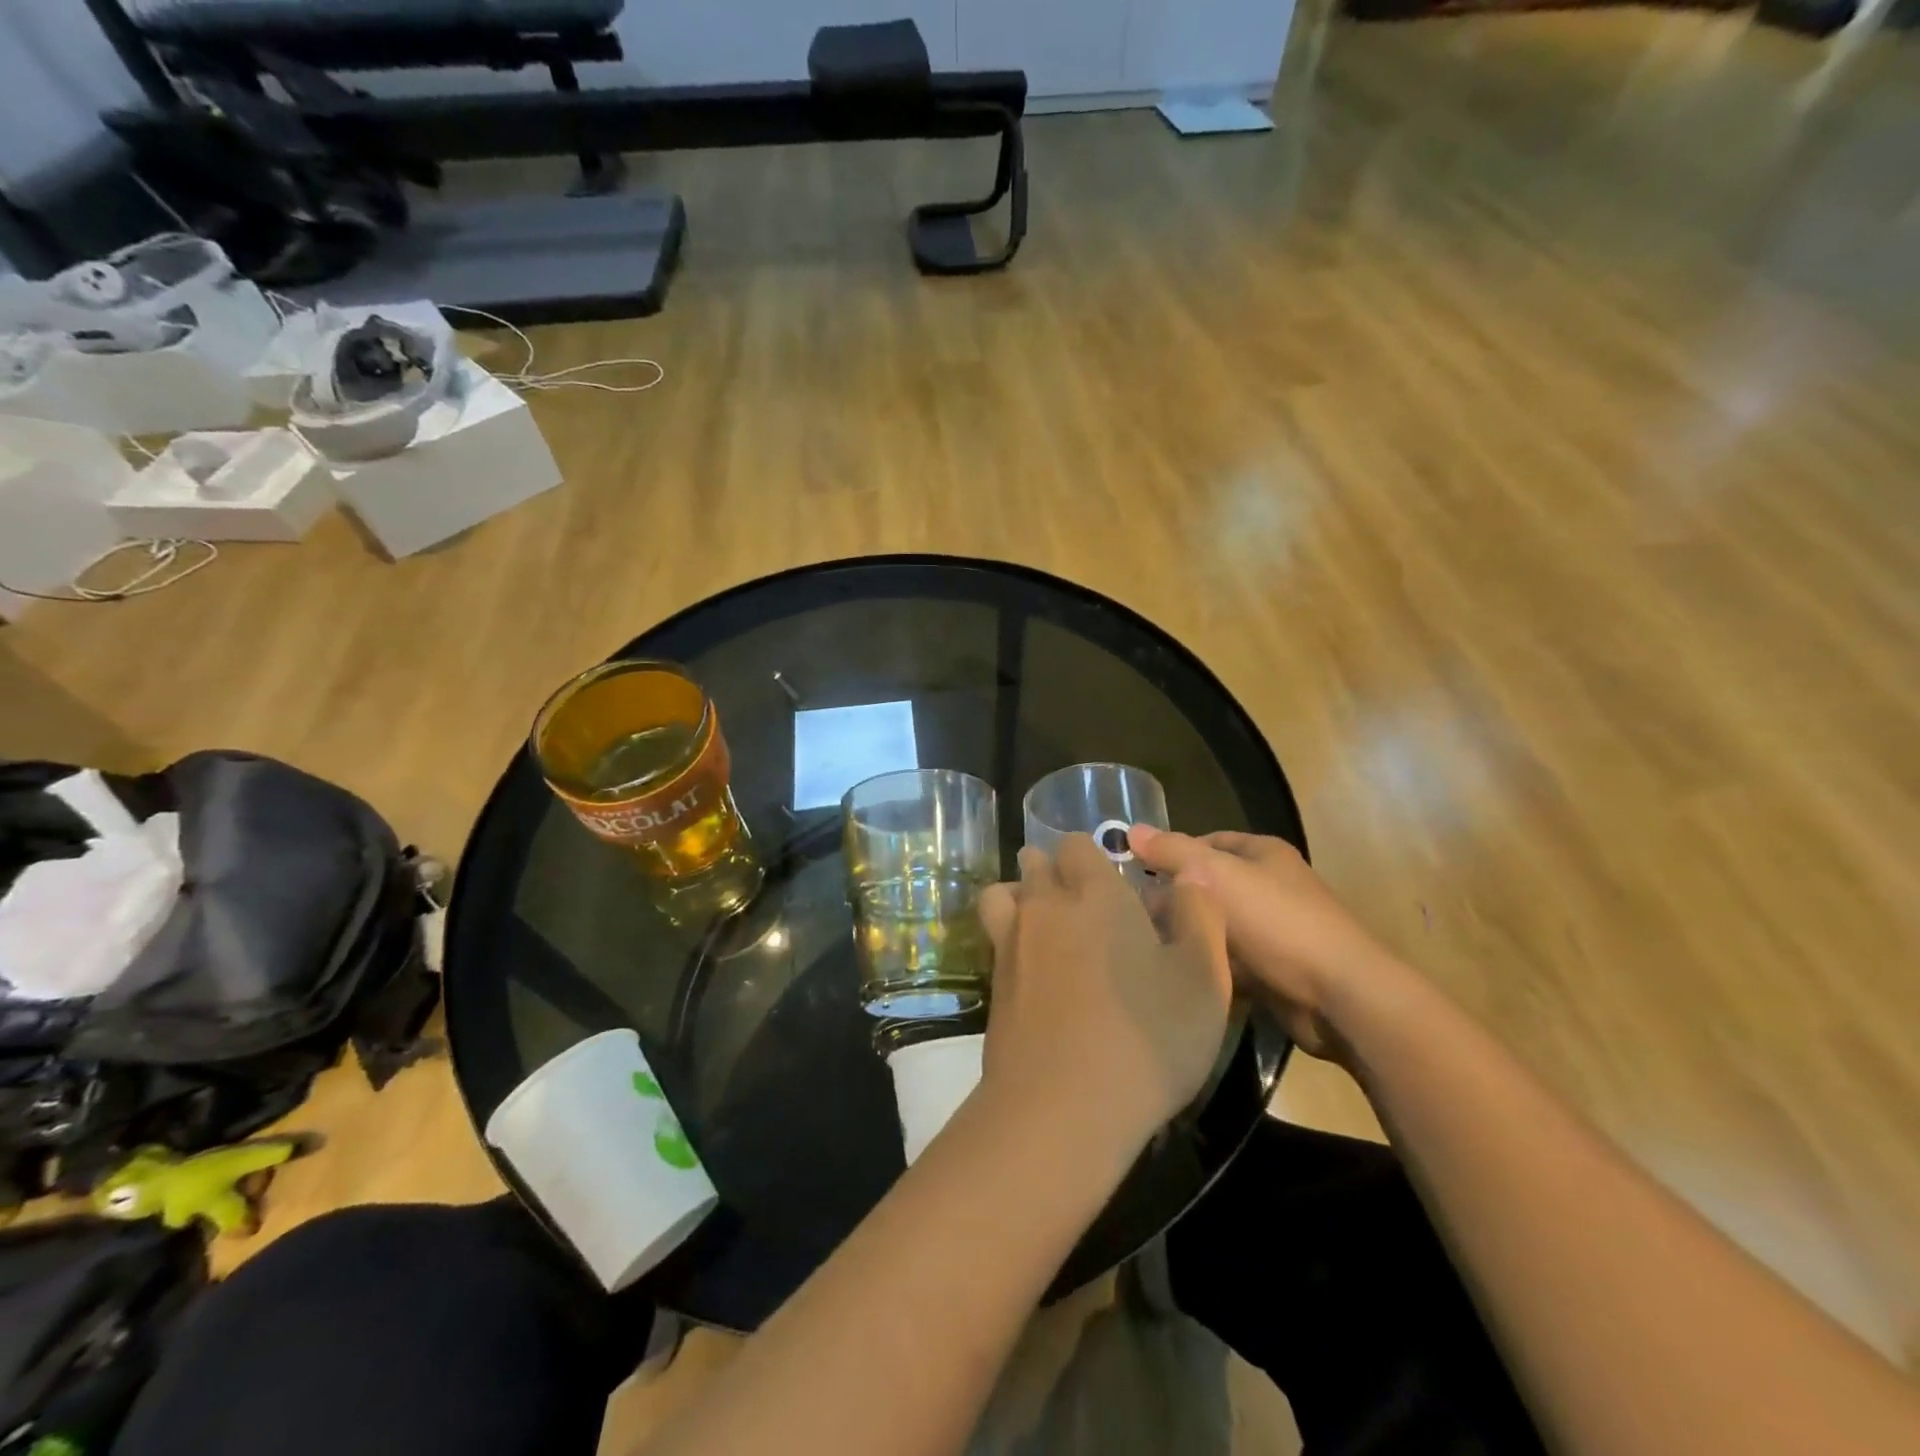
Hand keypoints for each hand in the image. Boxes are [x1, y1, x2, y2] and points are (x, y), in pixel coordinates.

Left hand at [977, 835, 1231, 1157]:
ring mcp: (1010, 942)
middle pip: (1035, 862)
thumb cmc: (1147, 1037)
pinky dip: (1009, 939)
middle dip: (1054, 870)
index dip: (1093, 856)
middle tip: (1085, 906)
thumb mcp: (1203, 980)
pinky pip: (994, 938)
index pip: (1077, 844)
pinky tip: (1034, 972)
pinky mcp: (993, 982)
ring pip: (1003, 893)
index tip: (1114, 883)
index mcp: (1096, 894)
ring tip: (1048, 927)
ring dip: (1020, 896)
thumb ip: (1200, 917)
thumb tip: (1190, 877)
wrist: (1063, 1104)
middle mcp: (1045, 905)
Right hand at [1128, 827, 1397, 1062]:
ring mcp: (1276, 931)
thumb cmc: (1276, 922)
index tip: (1137, 875)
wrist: (1340, 996)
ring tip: (1149, 948)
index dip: (1173, 854)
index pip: (1206, 843)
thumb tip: (1130, 830)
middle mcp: (1271, 886)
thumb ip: (1172, 851)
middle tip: (1136, 918)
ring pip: (1218, 928)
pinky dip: (1210, 967)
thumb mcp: (1216, 875)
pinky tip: (1180, 976)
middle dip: (1177, 901)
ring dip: (1192, 937)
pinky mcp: (1276, 972)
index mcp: (1263, 854)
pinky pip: (1231, 963)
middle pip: (1210, 887)